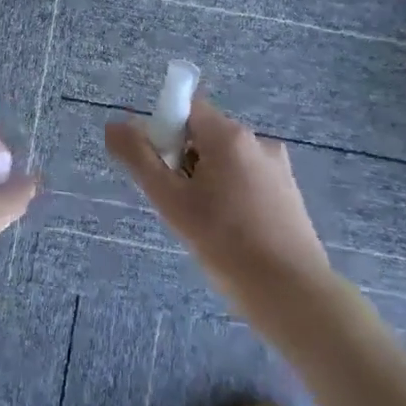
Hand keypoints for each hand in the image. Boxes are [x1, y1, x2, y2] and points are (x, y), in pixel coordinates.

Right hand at [105, 99, 330, 304]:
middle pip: (205, 135)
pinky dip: (231, 195)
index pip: (186, 109)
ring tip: (204, 225)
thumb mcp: (171, 201)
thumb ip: (139, 159)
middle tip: (178, 204)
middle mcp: (257, 141)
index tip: (162, 171)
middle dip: (184, 162)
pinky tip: (230, 233)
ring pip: (226, 160)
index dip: (165, 133)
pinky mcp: (289, 193)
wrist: (292, 295)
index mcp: (229, 135)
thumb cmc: (226, 244)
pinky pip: (247, 179)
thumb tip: (113, 125)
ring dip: (207, 180)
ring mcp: (278, 167)